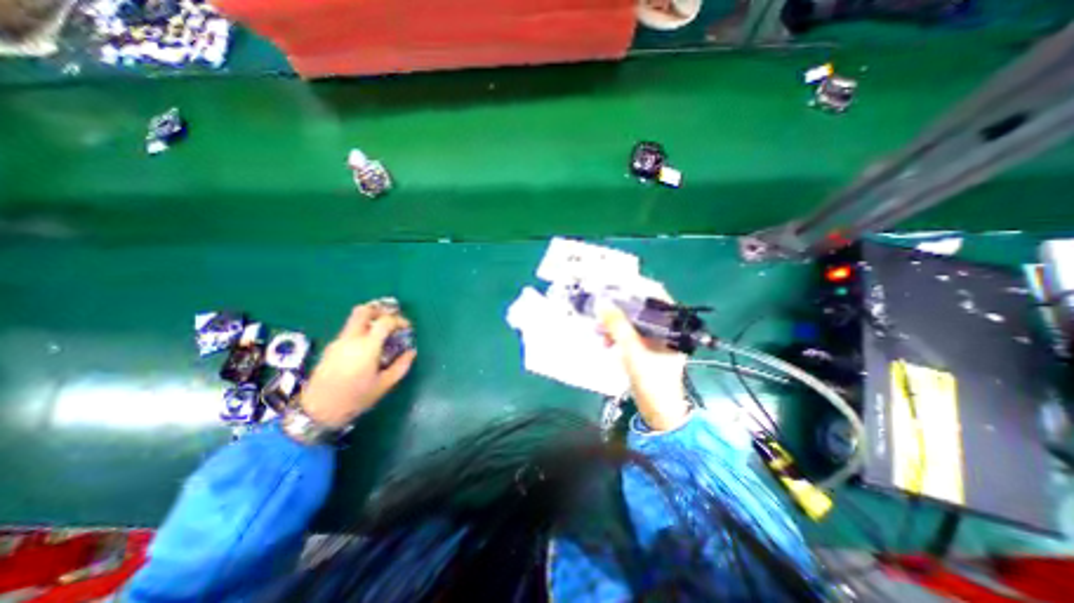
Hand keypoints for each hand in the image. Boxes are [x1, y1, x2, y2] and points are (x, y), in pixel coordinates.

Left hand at [301, 302, 418, 429]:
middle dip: (380, 310)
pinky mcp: (331, 348)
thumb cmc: (355, 399)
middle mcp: (351, 339)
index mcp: (367, 347)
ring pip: (355, 319)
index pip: (385, 321)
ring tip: (382, 332)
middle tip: (392, 319)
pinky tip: (368, 346)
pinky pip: (349, 330)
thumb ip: (401, 366)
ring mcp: (338, 342)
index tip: (407, 328)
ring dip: (371, 320)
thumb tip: (411, 352)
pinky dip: (362, 330)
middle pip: (364, 311)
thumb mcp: (384, 385)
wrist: (317, 411)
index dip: (399, 320)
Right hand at [596, 291, 686, 431]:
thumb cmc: (651, 379)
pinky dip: (618, 335)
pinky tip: (606, 341)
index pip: (656, 296)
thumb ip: (617, 325)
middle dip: (620, 308)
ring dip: (616, 323)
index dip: (637, 288)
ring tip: (599, 327)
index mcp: (671, 326)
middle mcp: (666, 329)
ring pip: (634, 322)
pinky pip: (630, 335)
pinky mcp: (647, 350)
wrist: (658, 411)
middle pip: (642, 309)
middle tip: (603, 305)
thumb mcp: (632, 349)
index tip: (616, 285)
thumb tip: (602, 304)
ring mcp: (656, 340)